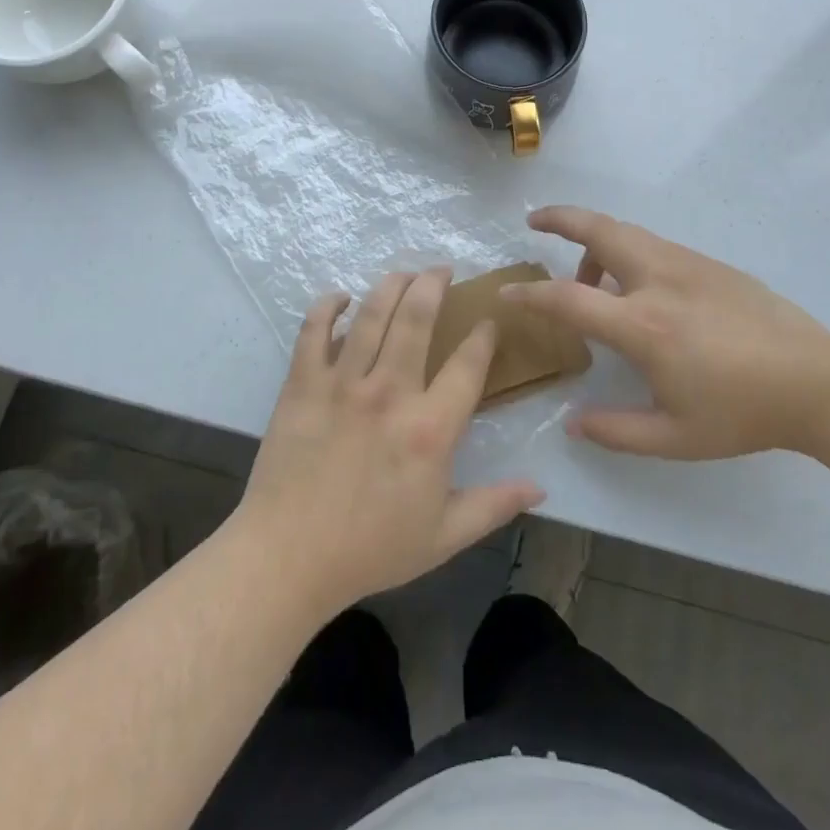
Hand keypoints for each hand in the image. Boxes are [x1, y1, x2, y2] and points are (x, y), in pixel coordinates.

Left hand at [233, 270, 543, 620]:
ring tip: (405, 273)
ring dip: (392, 284)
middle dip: (434, 284)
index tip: (487, 322)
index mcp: (430, 429)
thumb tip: (541, 488)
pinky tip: (341, 298)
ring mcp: (343, 383)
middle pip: (418, 317)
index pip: (468, 364)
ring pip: (372, 313)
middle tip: (442, 270)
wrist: (288, 559)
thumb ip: (494, 506)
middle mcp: (390, 392)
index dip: (483, 336)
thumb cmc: (370, 549)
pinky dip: (328, 306)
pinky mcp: (303, 383)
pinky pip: (314, 330)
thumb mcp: (444, 536)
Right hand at [503, 207, 829, 458]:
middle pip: (598, 230)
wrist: (816, 381)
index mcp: (643, 326)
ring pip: (625, 232)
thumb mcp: (675, 438)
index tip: (506, 294)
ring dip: (593, 242)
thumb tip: (573, 422)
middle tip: (534, 222)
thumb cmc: (742, 413)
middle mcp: (657, 281)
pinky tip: (634, 288)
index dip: (530, 295)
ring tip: (586, 277)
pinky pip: (651, 245)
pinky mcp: (707, 262)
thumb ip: (617, 430)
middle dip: (559, 218)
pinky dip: (625, 253)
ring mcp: (685, 264)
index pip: (569, 298)